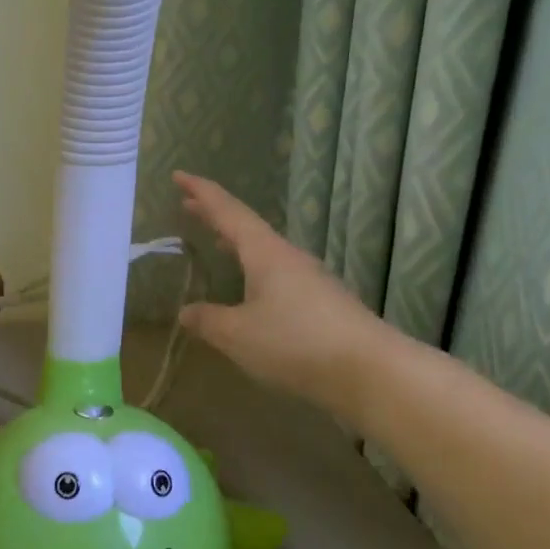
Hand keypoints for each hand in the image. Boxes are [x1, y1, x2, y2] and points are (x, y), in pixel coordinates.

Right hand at [174, 173, 395, 428]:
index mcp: (265, 253)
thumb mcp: (238, 334)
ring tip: (217, 242)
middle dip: (216, 215)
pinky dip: (255, 271)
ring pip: (265, 252)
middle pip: (247, 227)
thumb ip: (208, 320)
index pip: (228, 212)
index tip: (178, 175)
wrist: (371, 372)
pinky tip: (250, 291)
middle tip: (188, 205)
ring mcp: (310, 280)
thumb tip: (185, 311)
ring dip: (238, 244)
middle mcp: (289, 258)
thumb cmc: (296, 343)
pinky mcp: (322, 304)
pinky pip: (278, 276)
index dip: (201, 193)